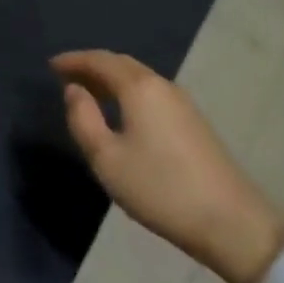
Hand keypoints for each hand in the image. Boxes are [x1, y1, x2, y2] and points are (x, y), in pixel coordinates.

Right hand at [53, 49, 283, 282]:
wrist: (232, 222)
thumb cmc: (160, 188)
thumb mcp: (107, 159)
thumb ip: (83, 119)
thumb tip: (74, 90)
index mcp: (138, 87)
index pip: (100, 60)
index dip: (74, 60)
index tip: (51, 65)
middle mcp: (161, 85)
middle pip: (121, 64)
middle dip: (92, 66)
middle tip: (67, 76)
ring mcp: (182, 103)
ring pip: (138, 78)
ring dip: (111, 79)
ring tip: (89, 93)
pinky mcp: (193, 122)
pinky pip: (150, 92)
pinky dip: (128, 92)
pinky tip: (121, 112)